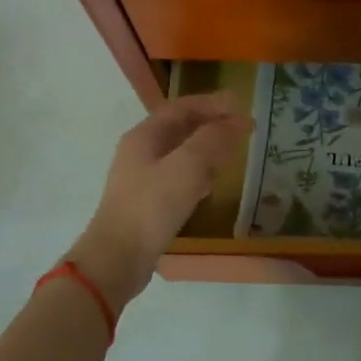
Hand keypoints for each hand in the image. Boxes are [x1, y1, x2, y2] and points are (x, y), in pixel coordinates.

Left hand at [69, 91, 252, 308]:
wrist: (118, 257)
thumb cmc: (151, 207)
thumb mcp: (187, 167)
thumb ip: (211, 140)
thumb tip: (232, 123)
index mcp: (144, 136)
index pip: (181, 107)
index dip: (212, 104)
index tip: (241, 106)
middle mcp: (140, 152)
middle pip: (180, 128)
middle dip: (211, 125)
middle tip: (242, 129)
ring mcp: (142, 178)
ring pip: (180, 153)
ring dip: (206, 148)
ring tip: (232, 152)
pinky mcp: (148, 202)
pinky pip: (178, 177)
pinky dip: (198, 173)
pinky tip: (211, 185)